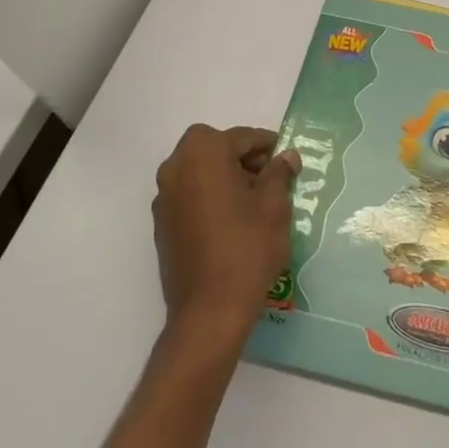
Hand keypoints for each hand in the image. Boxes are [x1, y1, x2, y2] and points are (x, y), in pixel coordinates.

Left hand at [152, 124, 297, 338]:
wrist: (209, 310)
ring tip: (253, 202)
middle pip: (213, 148)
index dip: (266, 145)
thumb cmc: (247, 248)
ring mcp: (164, 198)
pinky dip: (209, 196)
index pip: (240, 138)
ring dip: (224, 176)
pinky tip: (232, 221)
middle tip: (269, 179)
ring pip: (198, 171)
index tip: (286, 159)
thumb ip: (279, 174)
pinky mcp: (162, 224)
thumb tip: (286, 157)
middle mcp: (175, 169)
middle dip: (241, 158)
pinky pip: (189, 195)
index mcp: (203, 155)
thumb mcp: (274, 207)